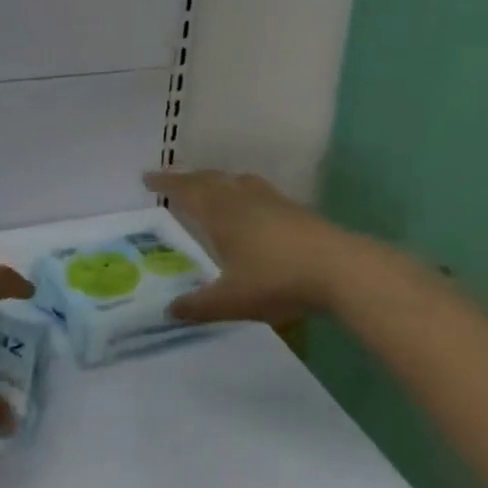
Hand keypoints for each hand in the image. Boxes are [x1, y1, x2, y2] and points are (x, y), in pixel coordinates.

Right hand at [144, 169, 356, 325]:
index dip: (165, 183)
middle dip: (187, 179)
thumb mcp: (231, 300)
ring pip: (234, 181)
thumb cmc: (277, 279)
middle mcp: (241, 197)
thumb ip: (198, 306)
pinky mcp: (293, 208)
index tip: (147, 176)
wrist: (340, 268)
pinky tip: (249, 208)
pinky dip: (240, 191)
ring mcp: (270, 199)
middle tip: (171, 183)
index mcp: (220, 212)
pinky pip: (256, 190)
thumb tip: (169, 311)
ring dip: (216, 181)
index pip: (185, 190)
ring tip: (209, 189)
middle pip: (209, 179)